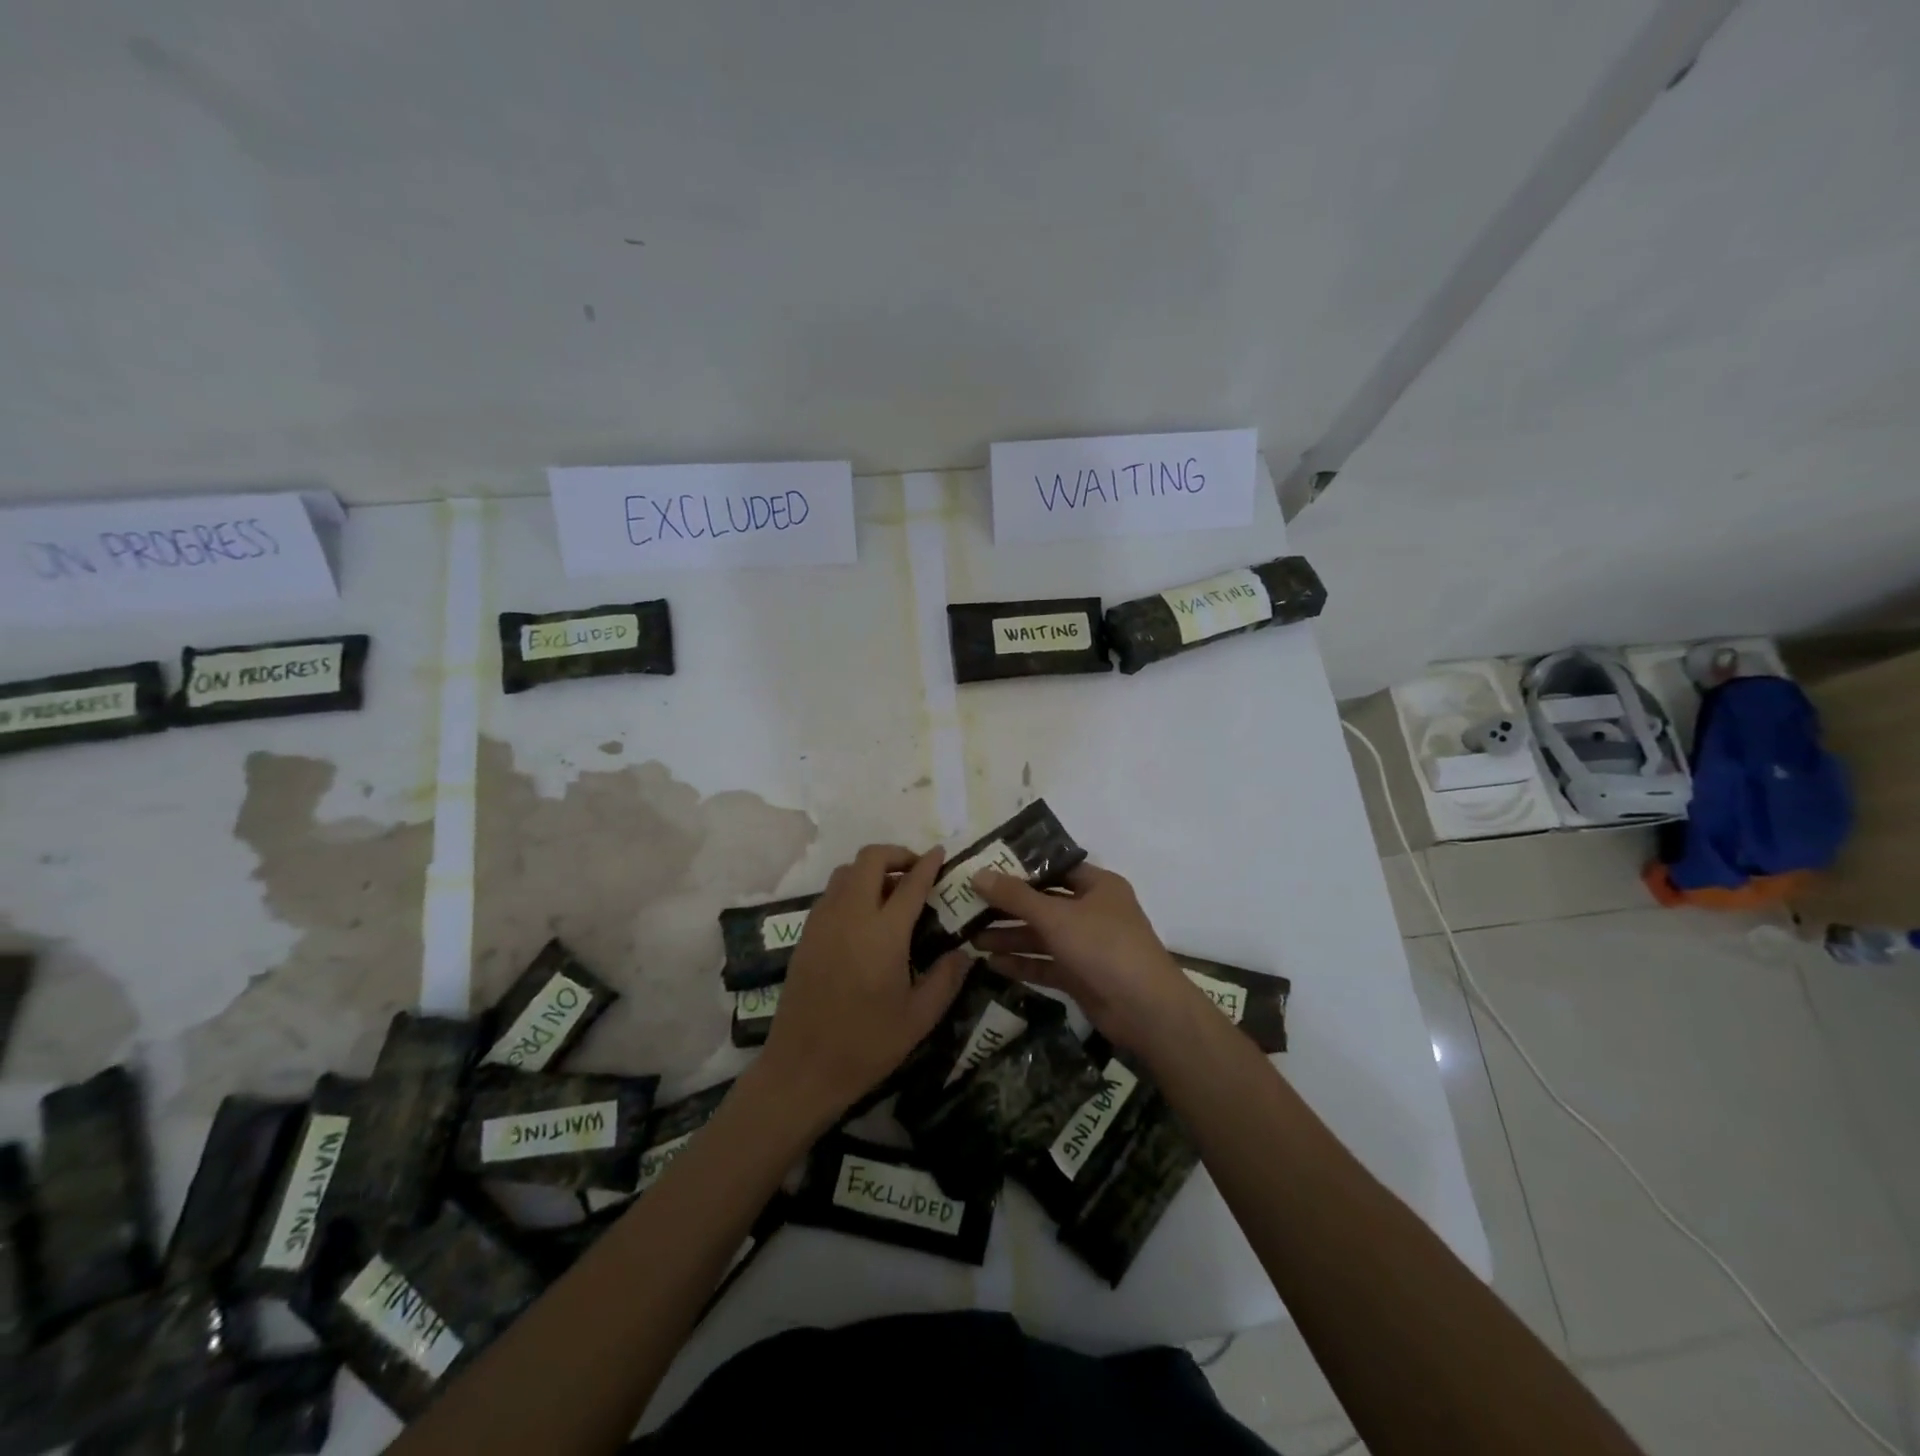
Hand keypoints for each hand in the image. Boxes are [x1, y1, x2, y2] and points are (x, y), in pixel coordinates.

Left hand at [756, 844, 968, 1125]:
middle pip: (870, 859)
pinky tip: (865, 916)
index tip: (940, 853)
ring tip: (892, 891)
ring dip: (871, 869)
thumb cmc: (866, 1046)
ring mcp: (822, 922)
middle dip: (896, 854)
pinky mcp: (805, 935)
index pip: (910, 883)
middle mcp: (850, 916)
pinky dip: (851, 888)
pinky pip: (830, 893)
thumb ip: (946, 978)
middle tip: (916, 871)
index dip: (928, 864)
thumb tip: (964, 952)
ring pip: (845, 872)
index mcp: (883, 933)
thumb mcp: (920, 1018)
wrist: (802, 1069)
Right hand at [970, 863, 1197, 1055]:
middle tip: (970, 907)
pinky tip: (992, 963)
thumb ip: (1015, 896)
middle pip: (1044, 904)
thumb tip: (977, 874)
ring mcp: (1088, 946)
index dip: (1021, 869)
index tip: (986, 870)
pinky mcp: (1081, 976)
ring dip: (1011, 937)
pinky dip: (1022, 963)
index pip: (1054, 869)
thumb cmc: (1104, 947)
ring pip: (1043, 936)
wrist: (1145, 1010)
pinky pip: (1046, 964)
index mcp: (1098, 886)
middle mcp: (1093, 912)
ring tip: (971, 939)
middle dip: (1008, 908)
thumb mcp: (1056, 916)